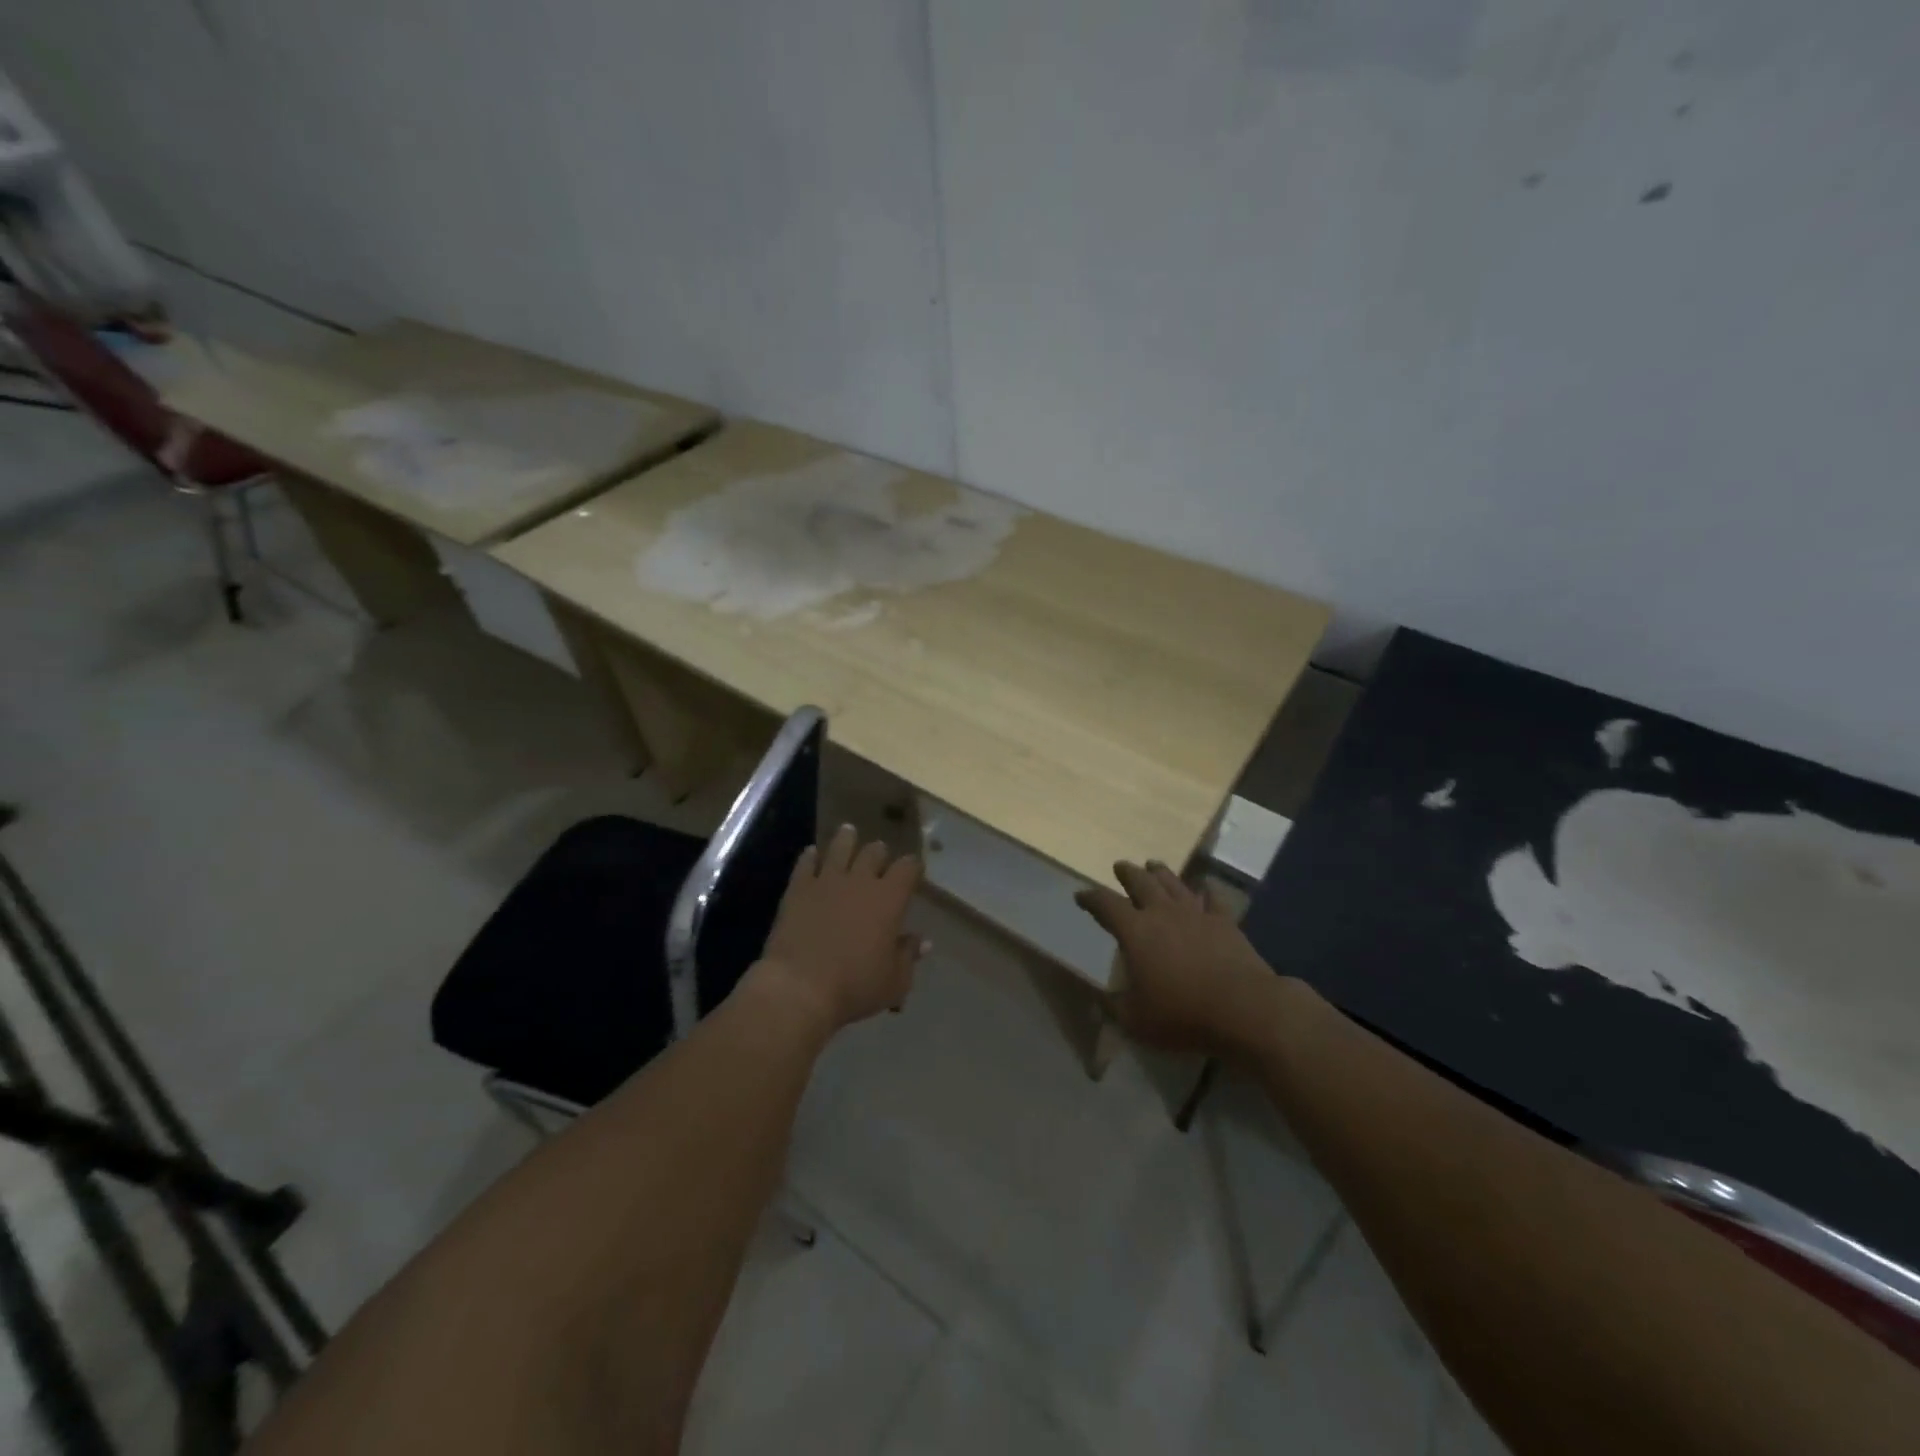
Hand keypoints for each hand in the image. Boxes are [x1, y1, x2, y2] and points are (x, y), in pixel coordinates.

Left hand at [758, 825, 925, 1032]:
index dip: (912, 866)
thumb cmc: (855, 986)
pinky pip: (806, 863)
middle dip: (879, 852)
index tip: (913, 869)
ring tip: (848, 832)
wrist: (799, 987)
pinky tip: (811, 853)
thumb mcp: (894, 981)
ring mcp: (827, 880)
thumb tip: (923, 941)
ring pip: (840, 847)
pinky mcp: (798, 888)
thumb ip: (908, 956)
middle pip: (874, 852)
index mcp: (889, 899)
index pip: (907, 868)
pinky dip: (811, 856)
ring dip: (847, 839)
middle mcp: (860, 881)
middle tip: (879, 855)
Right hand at [1075, 861, 1279, 1054]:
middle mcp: (1162, 913)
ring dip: (1160, 873)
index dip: (1090, 898)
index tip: (1081, 896)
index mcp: (1135, 931)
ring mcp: (1196, 913)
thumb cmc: (1181, 1014)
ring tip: (1153, 865)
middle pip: (1141, 883)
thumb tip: (1098, 998)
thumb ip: (1113, 1006)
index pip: (1105, 905)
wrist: (1243, 1008)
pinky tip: (1205, 886)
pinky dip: (1207, 890)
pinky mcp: (1225, 922)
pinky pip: (1213, 898)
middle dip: (1127, 873)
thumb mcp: (1135, 1020)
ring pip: (1174, 883)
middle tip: (1120, 866)